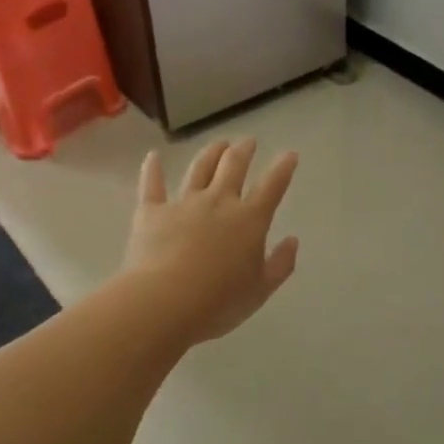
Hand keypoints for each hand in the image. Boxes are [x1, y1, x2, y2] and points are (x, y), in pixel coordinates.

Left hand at [123, 138, 299, 344]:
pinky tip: (152, 156)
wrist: (164, 302)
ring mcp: (183, 203)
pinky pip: (152, 185)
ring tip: (218, 143)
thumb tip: (292, 240)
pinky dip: (152, 169)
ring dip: (211, 152)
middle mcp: (218, 202)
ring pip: (199, 168)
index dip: (283, 168)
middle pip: (233, 166)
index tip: (289, 154)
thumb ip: (280, 264)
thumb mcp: (260, 290)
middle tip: (248, 142)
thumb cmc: (219, 301)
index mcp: (249, 220)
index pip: (272, 186)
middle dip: (244, 150)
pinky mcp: (151, 212)